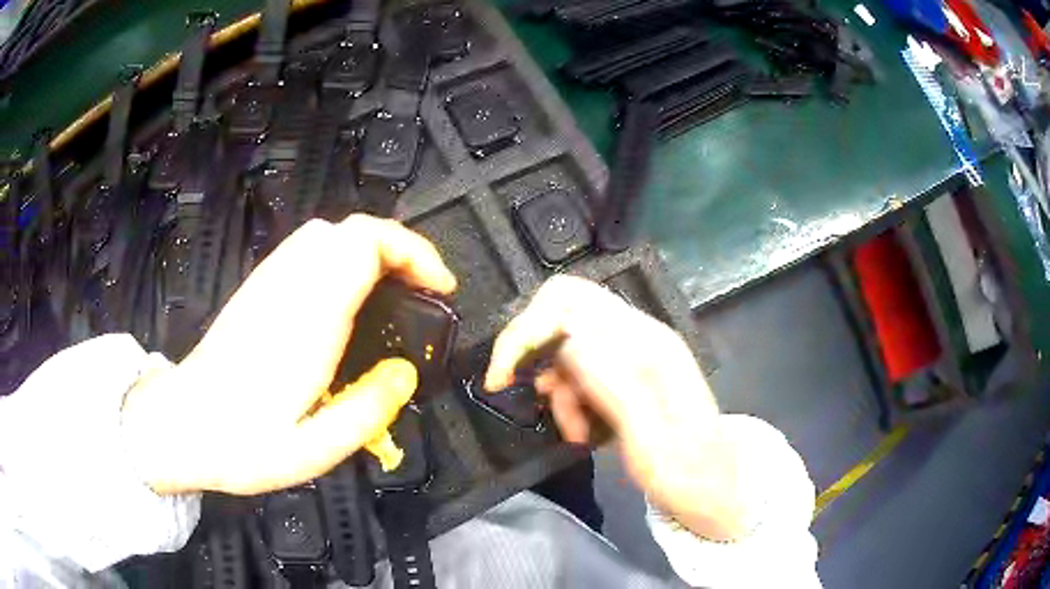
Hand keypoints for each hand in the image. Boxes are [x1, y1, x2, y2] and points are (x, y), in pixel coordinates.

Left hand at [122, 215, 455, 495]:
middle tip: (423, 291)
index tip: (441, 288)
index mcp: (306, 319)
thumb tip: (405, 374)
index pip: (364, 246)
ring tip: (394, 292)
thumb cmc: (241, 444)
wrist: (181, 426)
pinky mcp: (259, 290)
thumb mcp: (312, 451)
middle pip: (349, 230)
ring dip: (371, 250)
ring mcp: (269, 283)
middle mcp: (288, 287)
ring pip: (328, 234)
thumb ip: (367, 412)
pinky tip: (348, 298)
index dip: (413, 253)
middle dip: (398, 247)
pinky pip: (308, 251)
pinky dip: (342, 258)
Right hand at [485, 275, 749, 540]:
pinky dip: (570, 398)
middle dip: (531, 348)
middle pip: (564, 311)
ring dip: (558, 388)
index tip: (503, 375)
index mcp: (649, 344)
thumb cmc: (688, 473)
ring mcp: (634, 353)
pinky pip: (581, 371)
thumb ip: (613, 386)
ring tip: (576, 433)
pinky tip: (583, 430)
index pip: (571, 302)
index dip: (528, 329)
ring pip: (568, 346)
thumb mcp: (650, 441)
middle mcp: (640, 337)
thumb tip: (567, 339)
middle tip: (512, 387)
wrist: (715, 488)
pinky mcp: (628, 373)